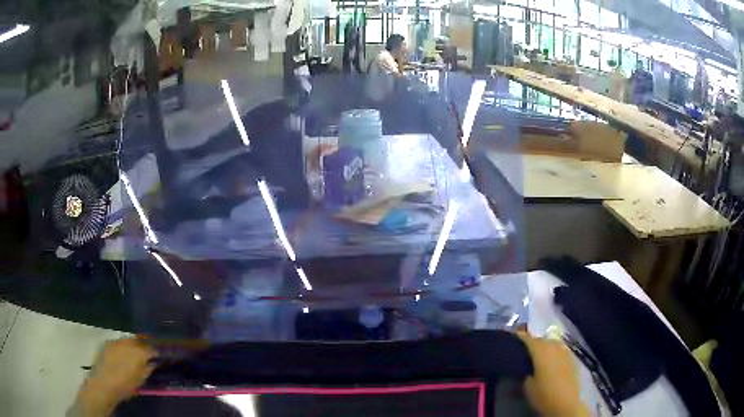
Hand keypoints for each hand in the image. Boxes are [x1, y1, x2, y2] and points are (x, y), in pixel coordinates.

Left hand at [74, 338, 156, 415]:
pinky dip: (123, 347)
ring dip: (133, 346)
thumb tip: (152, 363)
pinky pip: (118, 343)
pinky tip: (122, 355)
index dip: (155, 352)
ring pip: (128, 340)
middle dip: (143, 346)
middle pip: (139, 341)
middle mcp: (127, 342)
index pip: (151, 348)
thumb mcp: (141, 380)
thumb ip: (147, 369)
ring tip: (134, 354)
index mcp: (138, 352)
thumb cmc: (126, 385)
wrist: (104, 384)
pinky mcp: (107, 344)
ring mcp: (116, 341)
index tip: (158, 357)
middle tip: (147, 354)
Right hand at [517, 331, 588, 415]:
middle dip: (532, 343)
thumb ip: (524, 371)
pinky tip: (550, 362)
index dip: (519, 337)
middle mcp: (554, 346)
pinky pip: (560, 350)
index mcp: (541, 350)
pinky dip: (553, 353)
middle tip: (523, 351)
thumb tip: (523, 366)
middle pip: (541, 339)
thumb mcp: (527, 385)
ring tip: (537, 356)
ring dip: (544, 347)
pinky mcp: (572, 358)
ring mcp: (565, 351)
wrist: (566, 402)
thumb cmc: (543, 393)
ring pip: (552, 344)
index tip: (512, 337)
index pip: (527, 338)